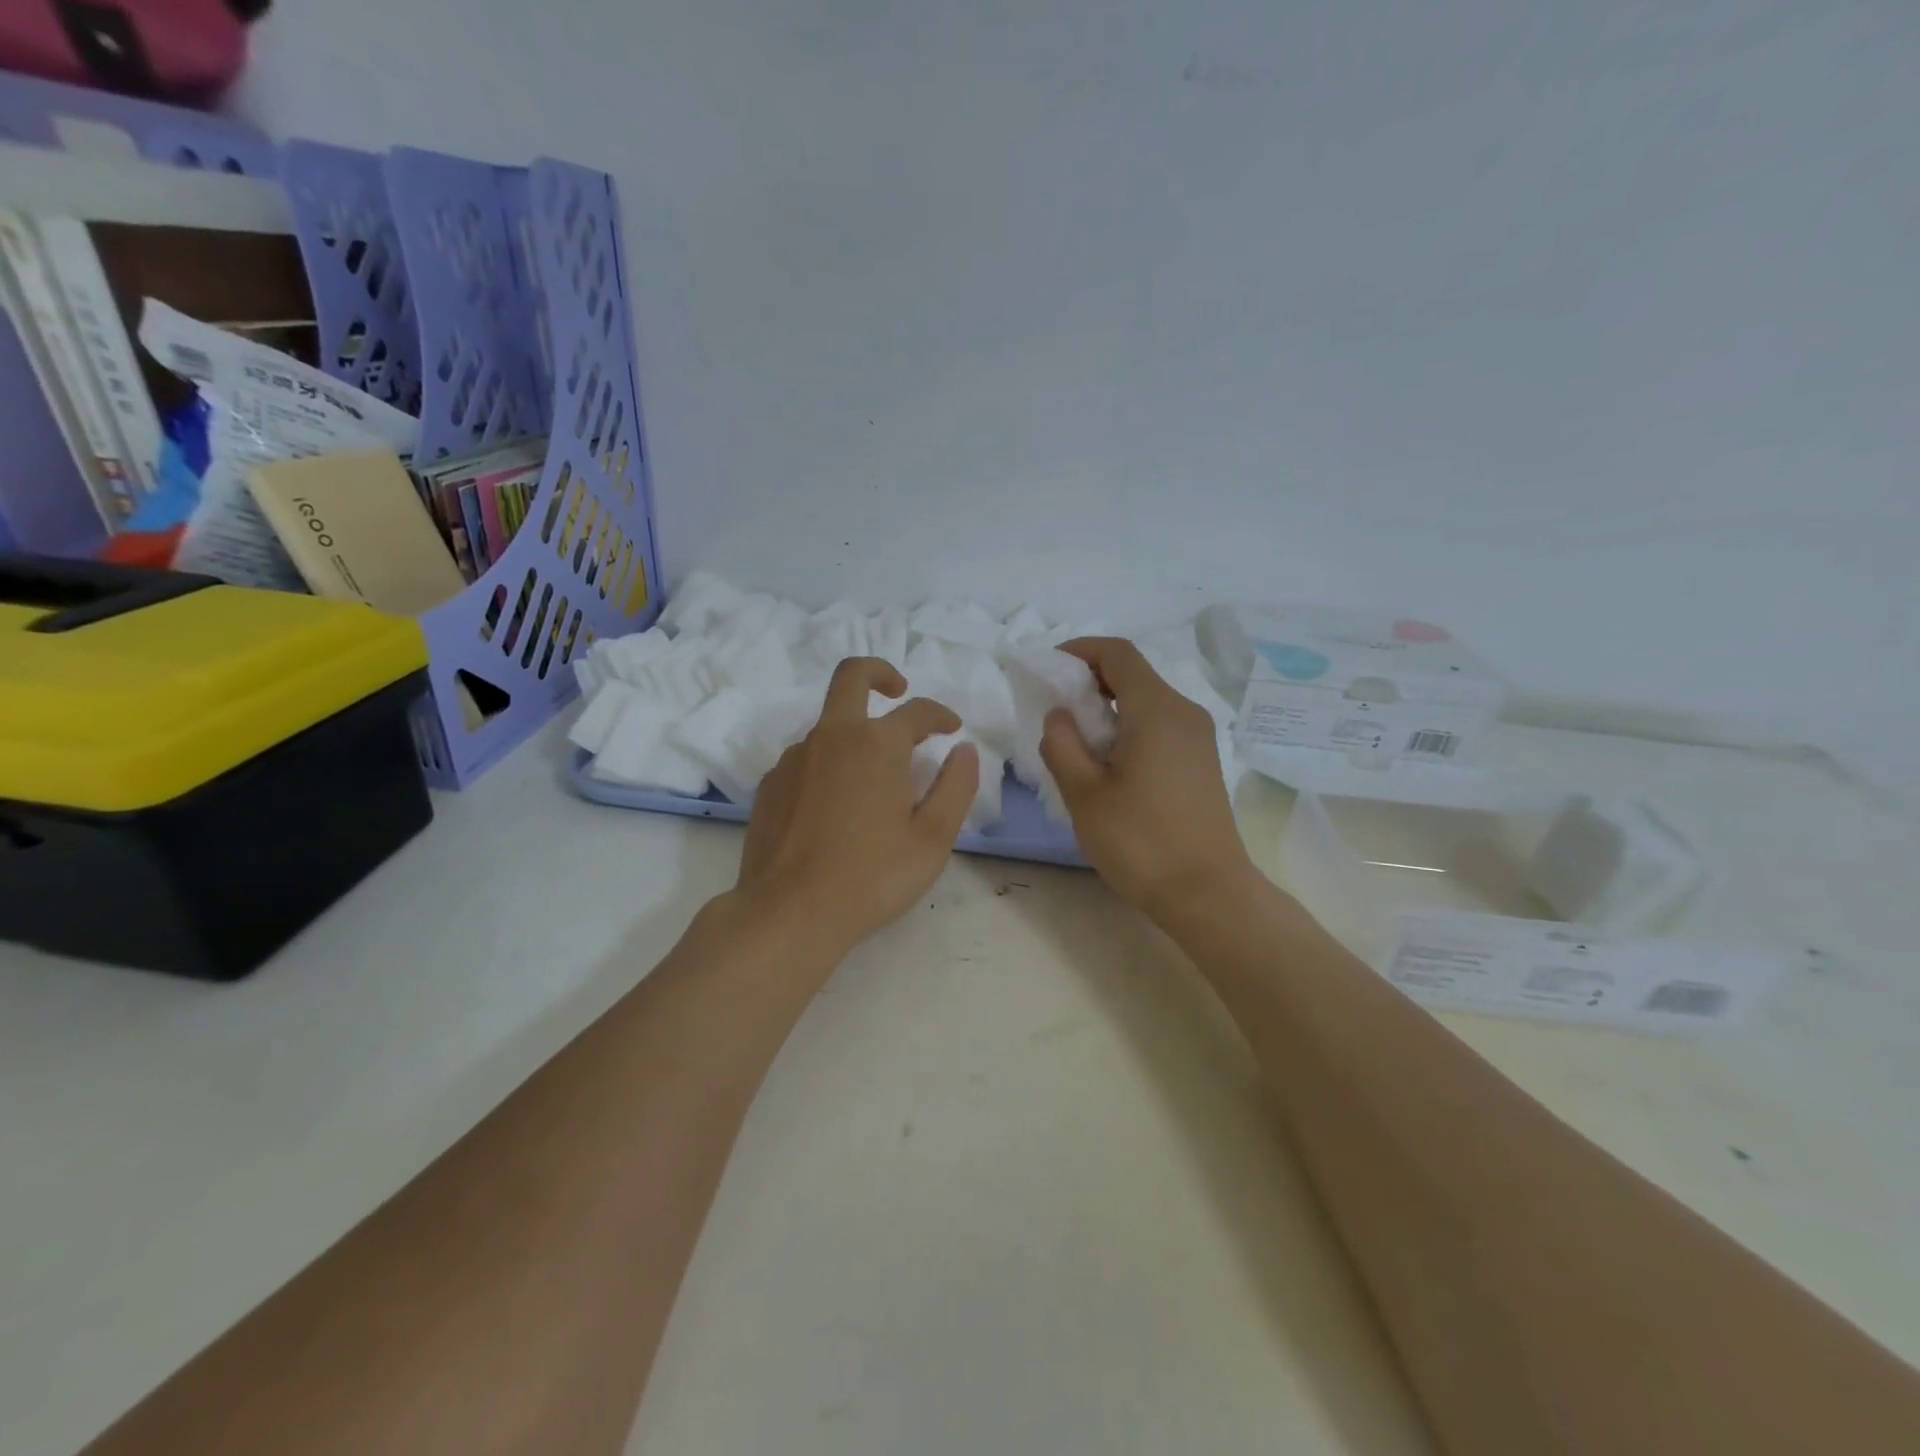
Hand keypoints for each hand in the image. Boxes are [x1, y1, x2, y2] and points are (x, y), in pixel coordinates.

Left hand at [736, 657, 979, 954]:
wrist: (790, 913)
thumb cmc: (872, 876)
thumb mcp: (932, 838)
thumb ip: (956, 787)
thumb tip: (964, 750)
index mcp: (877, 744)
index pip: (917, 711)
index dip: (940, 715)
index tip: (952, 729)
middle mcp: (831, 737)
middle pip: (852, 676)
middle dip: (880, 673)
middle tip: (898, 691)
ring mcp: (793, 759)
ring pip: (827, 725)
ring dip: (854, 733)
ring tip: (874, 778)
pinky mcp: (770, 785)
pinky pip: (805, 759)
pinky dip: (827, 765)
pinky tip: (835, 806)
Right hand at [1040, 638, 1258, 925]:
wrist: (1207, 893)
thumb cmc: (1140, 842)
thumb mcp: (1084, 793)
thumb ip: (1062, 744)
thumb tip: (1060, 715)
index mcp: (1157, 710)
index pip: (1117, 653)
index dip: (1079, 651)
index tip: (1047, 669)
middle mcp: (1184, 712)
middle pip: (1133, 674)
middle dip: (1089, 681)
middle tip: (1053, 710)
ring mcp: (1198, 737)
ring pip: (1146, 701)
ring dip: (1107, 707)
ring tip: (1075, 741)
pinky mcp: (1201, 761)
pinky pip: (1159, 725)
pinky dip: (1128, 727)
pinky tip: (1108, 763)